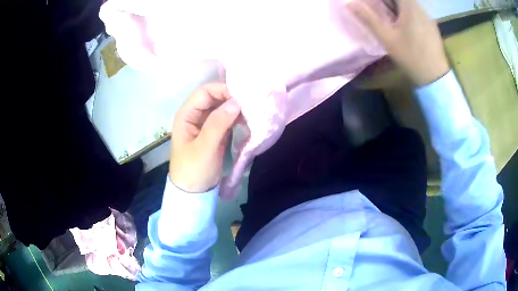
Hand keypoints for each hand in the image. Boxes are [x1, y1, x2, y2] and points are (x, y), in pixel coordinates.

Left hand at [169, 83, 240, 192]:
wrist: (194, 193)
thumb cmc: (194, 170)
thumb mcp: (205, 147)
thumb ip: (218, 123)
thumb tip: (236, 102)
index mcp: (186, 115)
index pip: (205, 92)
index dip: (222, 90)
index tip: (242, 96)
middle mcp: (195, 116)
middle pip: (214, 98)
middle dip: (231, 98)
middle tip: (250, 103)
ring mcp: (205, 125)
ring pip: (221, 108)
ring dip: (235, 108)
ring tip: (251, 110)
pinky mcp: (214, 134)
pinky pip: (226, 120)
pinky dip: (236, 119)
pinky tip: (247, 120)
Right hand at [347, 0, 449, 85]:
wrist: (435, 77)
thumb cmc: (411, 56)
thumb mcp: (387, 38)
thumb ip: (369, 18)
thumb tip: (350, 4)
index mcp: (410, 6)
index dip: (380, 0)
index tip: (372, 4)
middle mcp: (420, 8)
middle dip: (387, 3)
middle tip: (377, 9)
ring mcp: (427, 17)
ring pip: (408, 4)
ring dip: (396, 7)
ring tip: (388, 18)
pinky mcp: (431, 26)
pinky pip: (416, 12)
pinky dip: (405, 13)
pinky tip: (403, 26)